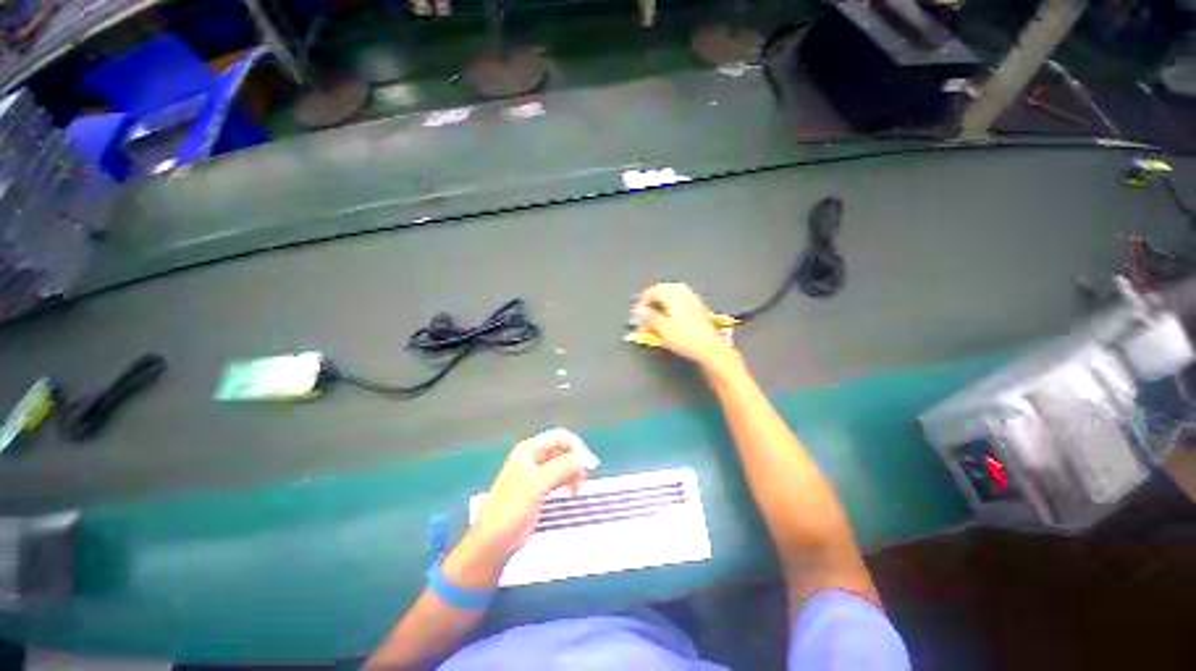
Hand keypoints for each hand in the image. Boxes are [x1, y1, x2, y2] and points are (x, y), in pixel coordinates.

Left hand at [467, 429, 589, 561]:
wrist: (492, 543)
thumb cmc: (510, 511)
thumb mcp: (536, 484)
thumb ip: (561, 467)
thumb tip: (584, 457)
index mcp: (529, 449)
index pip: (561, 436)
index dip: (577, 447)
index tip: (588, 465)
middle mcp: (534, 457)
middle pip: (564, 448)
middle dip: (576, 461)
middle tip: (582, 480)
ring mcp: (536, 473)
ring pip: (564, 463)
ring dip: (573, 472)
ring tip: (576, 489)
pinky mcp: (539, 488)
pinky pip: (560, 476)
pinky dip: (568, 481)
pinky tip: (570, 491)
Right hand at [634, 283, 736, 368]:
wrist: (710, 347)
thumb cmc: (684, 338)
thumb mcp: (662, 329)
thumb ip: (649, 317)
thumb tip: (639, 310)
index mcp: (673, 294)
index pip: (652, 291)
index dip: (642, 303)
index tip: (638, 316)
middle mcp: (683, 292)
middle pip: (661, 291)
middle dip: (651, 303)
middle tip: (645, 318)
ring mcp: (692, 298)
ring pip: (671, 296)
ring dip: (661, 305)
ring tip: (655, 320)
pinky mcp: (697, 307)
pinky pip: (679, 301)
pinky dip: (670, 308)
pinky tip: (669, 320)